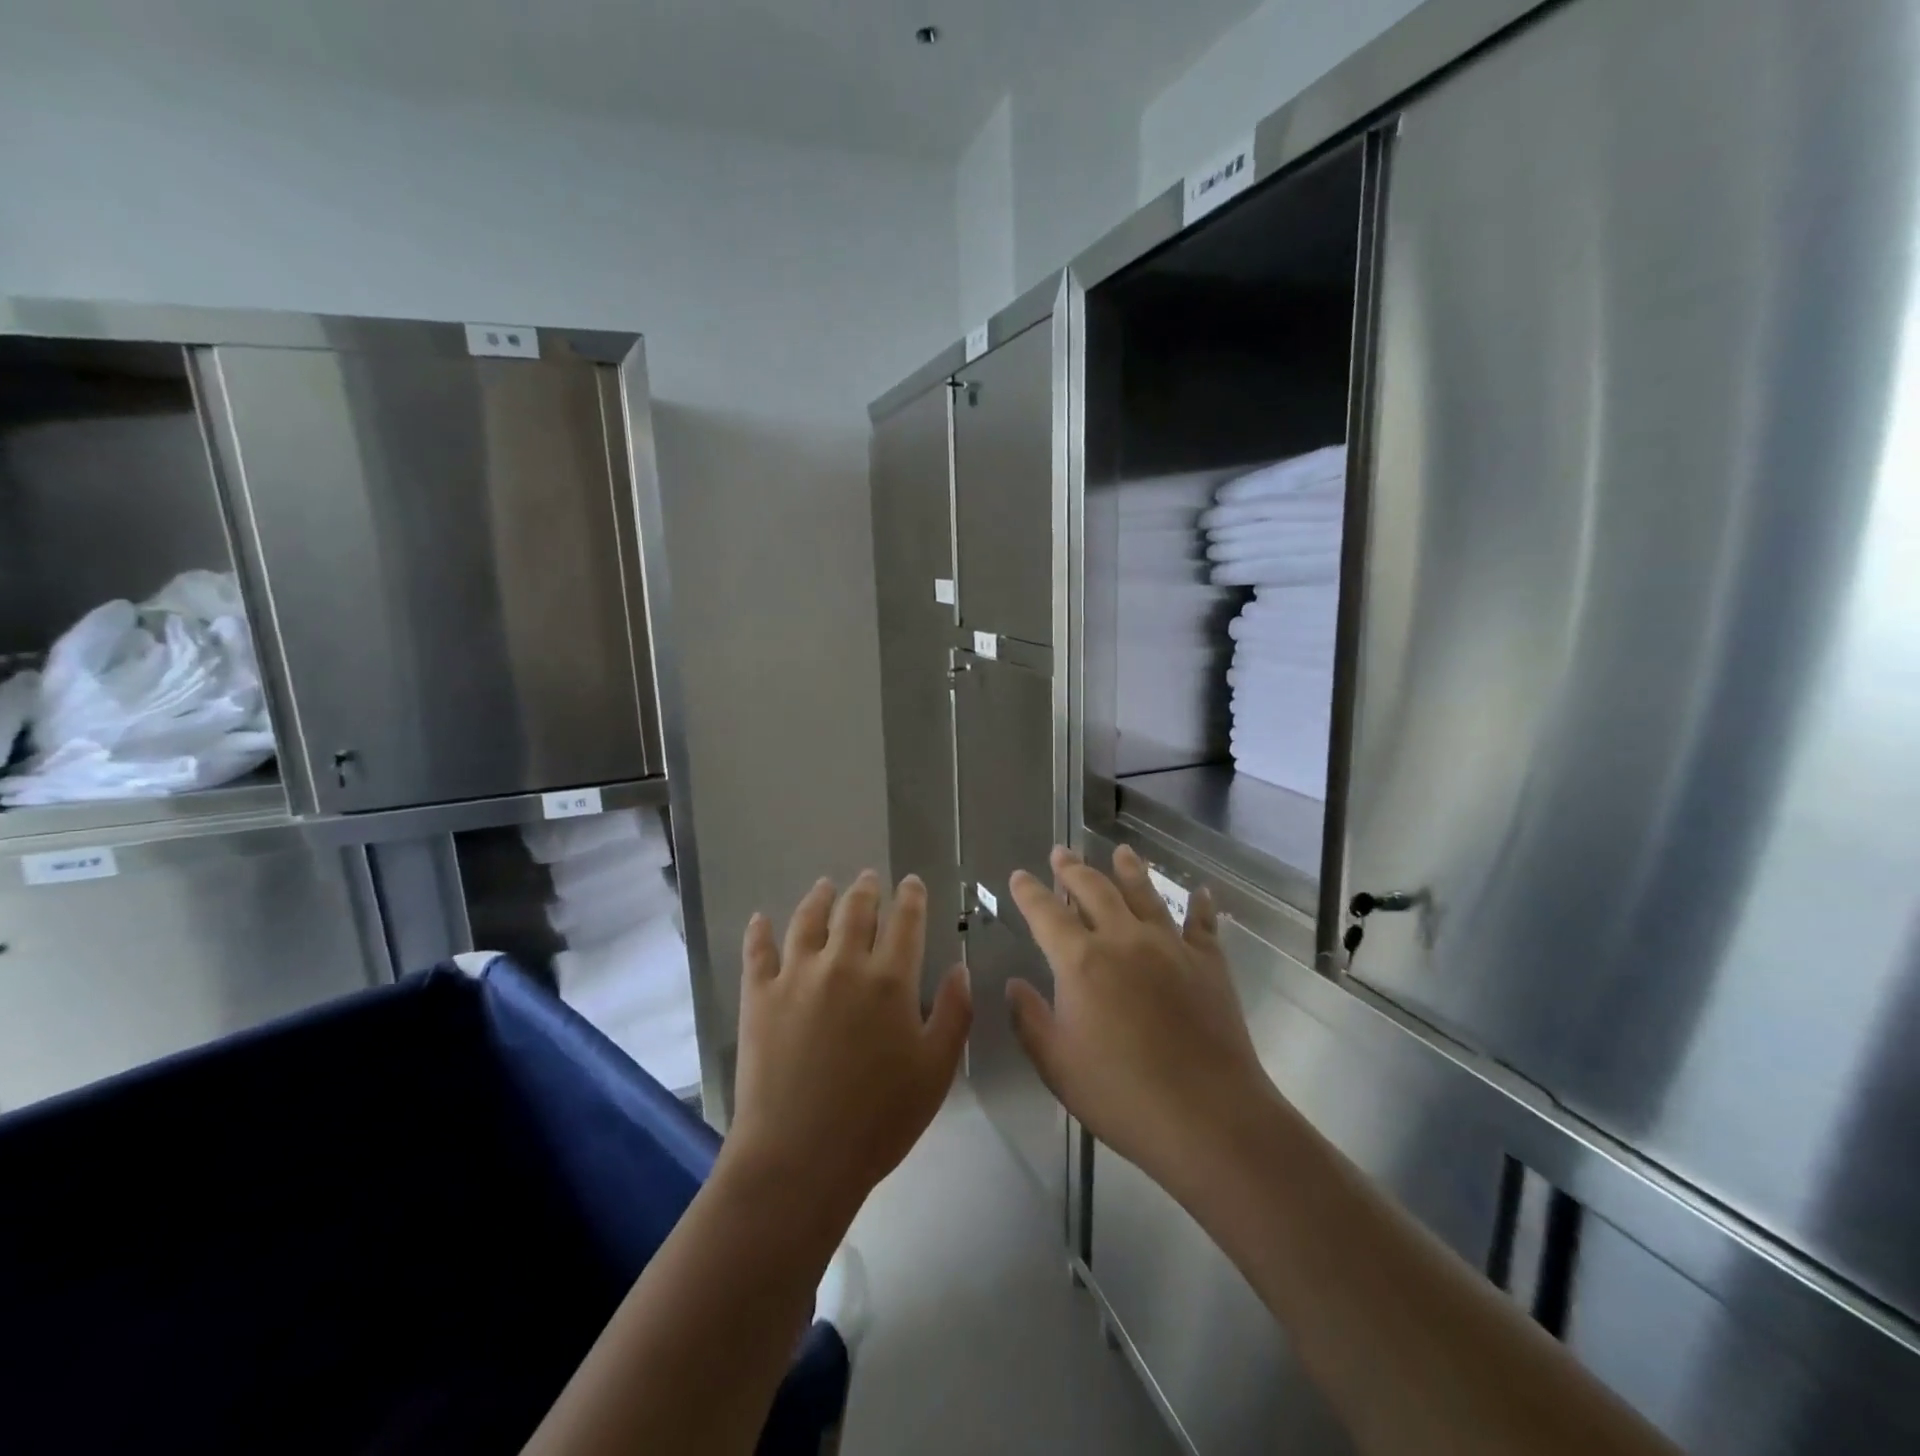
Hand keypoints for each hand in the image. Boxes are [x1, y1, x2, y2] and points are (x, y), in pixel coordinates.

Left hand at [726, 872, 971, 1233]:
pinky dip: (759, 931)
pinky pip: (758, 952)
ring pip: (808, 920)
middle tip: (869, 877)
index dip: (911, 897)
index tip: (912, 882)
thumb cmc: (879, 1119)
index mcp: (890, 979)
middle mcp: (843, 963)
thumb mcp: (936, 1070)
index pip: (905, 921)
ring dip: (819, 898)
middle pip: (856, 911)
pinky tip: (760, 919)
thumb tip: (959, 968)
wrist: (800, 1157)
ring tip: (825, 885)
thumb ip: (953, 1013)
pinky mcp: (759, 996)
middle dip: (867, 889)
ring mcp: (796, 976)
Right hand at [1006, 845, 1270, 1200]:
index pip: (1046, 913)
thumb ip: (1030, 1019)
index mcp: (1081, 961)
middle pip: (1094, 890)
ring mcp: (1170, 947)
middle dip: (1073, 869)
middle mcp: (1124, 940)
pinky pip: (1202, 924)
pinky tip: (1201, 892)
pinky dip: (1200, 905)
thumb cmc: (1121, 1094)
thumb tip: (1014, 984)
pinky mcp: (1208, 963)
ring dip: (1129, 870)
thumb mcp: (1056, 1065)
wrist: (1208, 1116)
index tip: (1019, 875)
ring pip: (1145, 894)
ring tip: (1121, 850)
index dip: (1029, 892)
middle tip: (1061, 852)